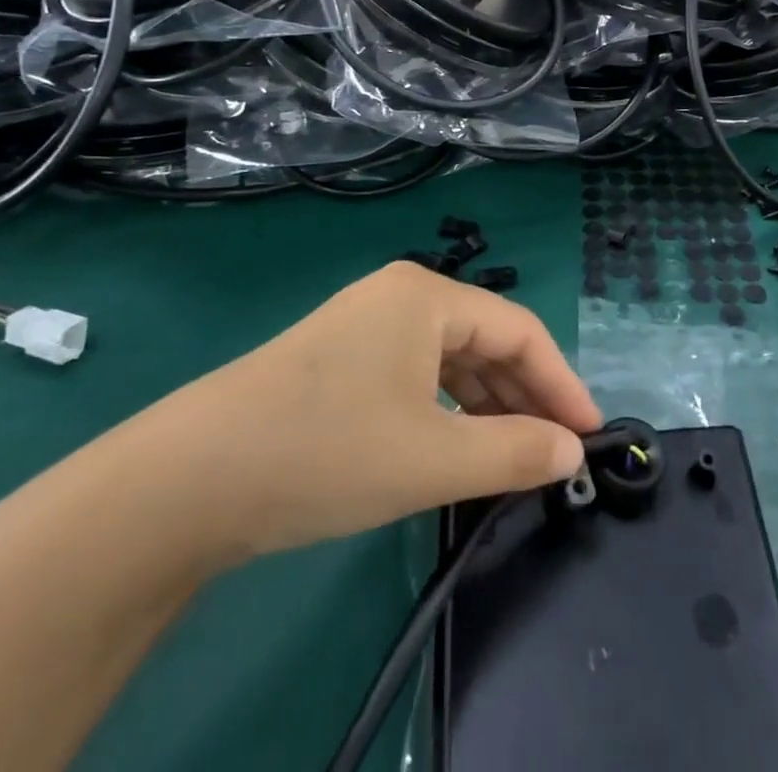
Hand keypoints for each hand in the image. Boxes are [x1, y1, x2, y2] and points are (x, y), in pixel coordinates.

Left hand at [120, 264, 600, 565]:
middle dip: (525, 396)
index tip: (589, 436)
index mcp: (428, 296)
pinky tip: (454, 447)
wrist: (187, 480)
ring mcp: (365, 325)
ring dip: (487, 406)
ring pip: (450, 360)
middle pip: (485, 340)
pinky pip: (416, 375)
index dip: (561, 382)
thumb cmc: (327, 451)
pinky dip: (446, 410)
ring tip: (513, 458)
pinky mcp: (339, 360)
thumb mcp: (433, 459)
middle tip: (555, 453)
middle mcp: (400, 296)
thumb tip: (572, 452)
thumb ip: (513, 453)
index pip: (520, 330)